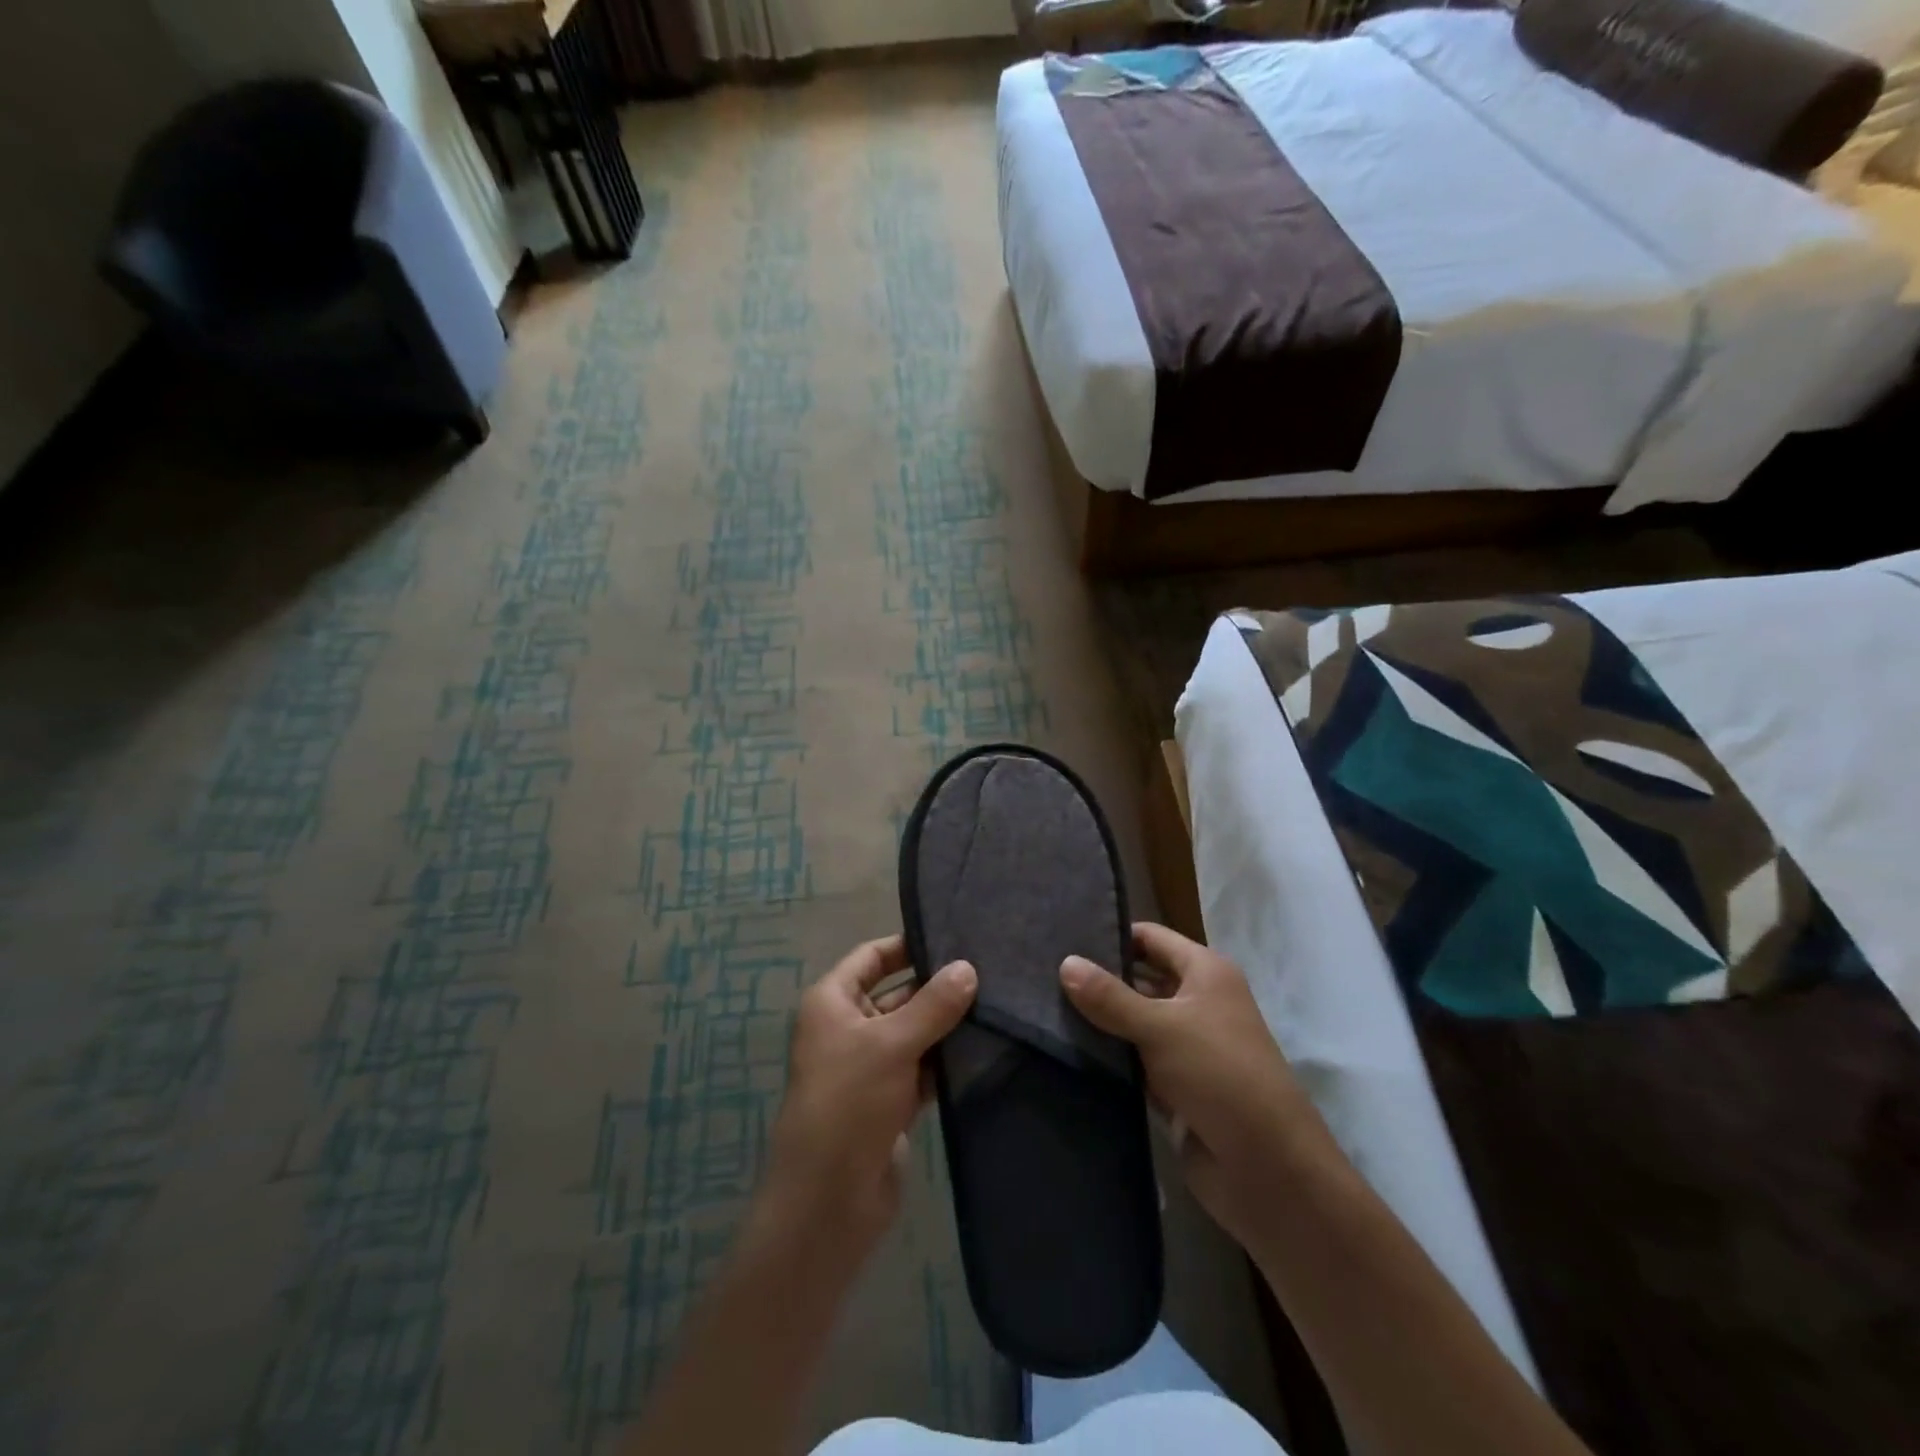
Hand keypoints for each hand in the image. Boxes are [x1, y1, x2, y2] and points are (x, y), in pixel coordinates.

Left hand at [761, 936, 976, 1263]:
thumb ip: (933, 1004)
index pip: (872, 957)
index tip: (953, 936)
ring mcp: (870, 1067)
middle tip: (989, 970)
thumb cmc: (849, 1103)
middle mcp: (848, 1028)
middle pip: (897, 993)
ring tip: (997, 1002)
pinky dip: (946, 1060)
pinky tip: (985, 1047)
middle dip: (936, 986)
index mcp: (832, 1003)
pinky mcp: (891, 1102)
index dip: (907, 945)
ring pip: (913, 1032)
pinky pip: (923, 1068)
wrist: (829, 1201)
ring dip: (946, 1025)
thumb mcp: (891, 1044)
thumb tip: (968, 967)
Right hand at [1060, 923, 1332, 1259]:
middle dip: (1099, 979)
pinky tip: (1067, 1049)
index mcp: (1205, 973)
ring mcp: (1187, 1046)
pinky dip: (1110, 1057)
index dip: (1112, 935)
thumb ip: (1110, 997)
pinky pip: (1135, 1060)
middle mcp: (1198, 1002)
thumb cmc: (1219, 1075)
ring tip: (1043, 1007)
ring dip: (1100, 1021)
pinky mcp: (1176, 1086)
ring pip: (1134, 1022)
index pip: (1150, 937)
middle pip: (1140, 979)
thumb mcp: (1161, 1027)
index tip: (1063, 936)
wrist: (1267, 1169)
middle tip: (1044, 972)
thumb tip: (1064, 962)